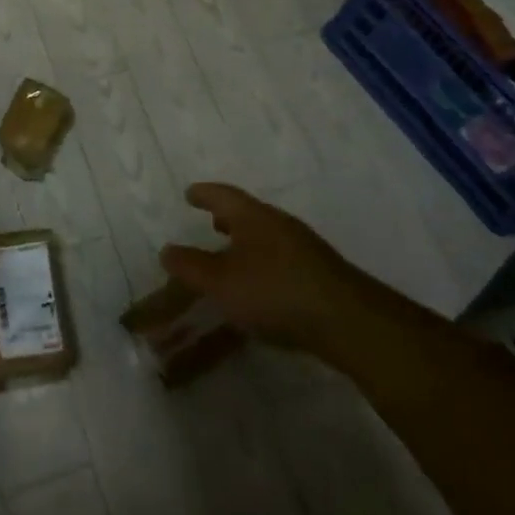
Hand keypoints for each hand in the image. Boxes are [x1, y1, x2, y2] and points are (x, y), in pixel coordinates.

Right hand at [159, 183, 355, 350]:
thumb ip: (192, 266)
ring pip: (266, 236)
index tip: (189, 193)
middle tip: (210, 220)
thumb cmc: (274, 291)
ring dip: (246, 241)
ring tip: (231, 253)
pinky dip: (263, 261)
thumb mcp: (221, 282)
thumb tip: (167, 250)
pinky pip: (281, 257)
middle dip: (227, 216)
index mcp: (254, 216)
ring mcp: (304, 248)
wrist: (347, 321)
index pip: (223, 195)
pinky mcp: (319, 273)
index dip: (204, 194)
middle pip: (248, 213)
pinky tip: (261, 283)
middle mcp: (279, 224)